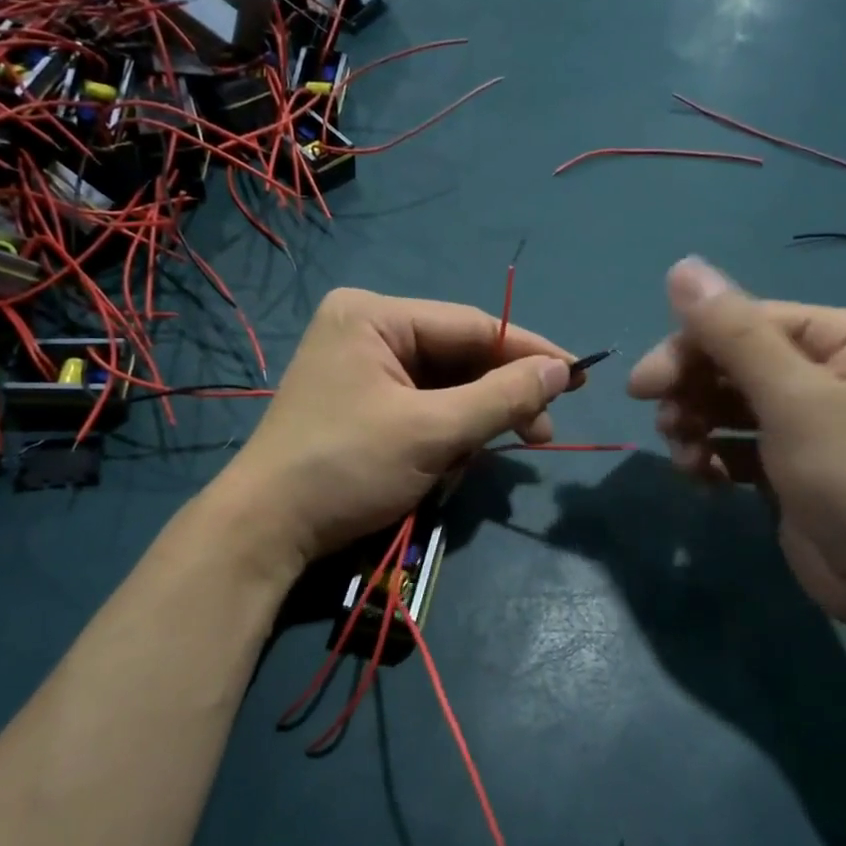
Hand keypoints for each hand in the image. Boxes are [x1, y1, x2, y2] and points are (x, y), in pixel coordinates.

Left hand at [217, 287, 575, 564]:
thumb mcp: (431, 432)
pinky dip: (447, 434)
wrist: (267, 531)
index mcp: (373, 314)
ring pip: (445, 386)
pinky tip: (454, 462)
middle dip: (500, 397)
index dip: (529, 353)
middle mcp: (366, 330)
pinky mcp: (361, 404)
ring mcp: (361, 368)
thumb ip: (501, 397)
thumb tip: (562, 371)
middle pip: (459, 356)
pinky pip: (423, 408)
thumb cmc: (346, 468)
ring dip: (474, 422)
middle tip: (543, 434)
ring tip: (490, 456)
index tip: (578, 378)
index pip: (472, 326)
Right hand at [628, 257, 845, 623]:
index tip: (644, 386)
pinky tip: (700, 479)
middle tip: (662, 423)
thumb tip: (681, 265)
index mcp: (843, 339)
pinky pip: (733, 445)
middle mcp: (826, 372)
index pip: (747, 321)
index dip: (690, 347)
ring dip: (695, 427)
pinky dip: (710, 458)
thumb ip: (732, 331)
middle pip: (732, 363)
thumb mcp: (792, 397)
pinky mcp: (787, 467)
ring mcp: (806, 422)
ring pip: (726, 405)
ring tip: (684, 458)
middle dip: (692, 392)